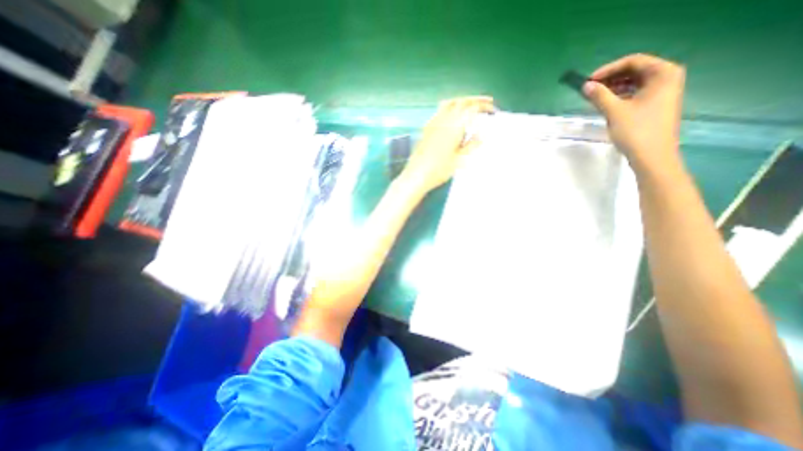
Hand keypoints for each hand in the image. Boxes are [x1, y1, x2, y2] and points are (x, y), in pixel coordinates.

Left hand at [398, 95, 492, 191]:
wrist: (417, 175)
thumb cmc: (439, 170)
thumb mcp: (459, 160)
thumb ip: (471, 146)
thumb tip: (481, 136)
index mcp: (454, 126)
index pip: (471, 109)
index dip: (484, 107)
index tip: (493, 111)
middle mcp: (443, 120)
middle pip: (461, 102)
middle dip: (475, 100)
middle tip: (487, 102)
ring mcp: (433, 123)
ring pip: (449, 103)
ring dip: (462, 101)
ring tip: (470, 105)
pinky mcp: (426, 128)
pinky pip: (440, 110)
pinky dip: (450, 107)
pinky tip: (452, 115)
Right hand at [582, 53, 687, 173]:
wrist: (652, 156)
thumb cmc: (636, 131)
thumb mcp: (615, 112)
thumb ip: (600, 96)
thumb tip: (586, 86)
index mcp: (663, 73)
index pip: (633, 61)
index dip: (608, 69)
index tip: (589, 80)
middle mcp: (667, 78)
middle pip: (635, 70)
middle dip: (611, 78)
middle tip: (590, 88)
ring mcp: (663, 92)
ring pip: (635, 83)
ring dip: (614, 87)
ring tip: (595, 96)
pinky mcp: (656, 105)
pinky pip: (636, 93)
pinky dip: (620, 95)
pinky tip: (607, 103)